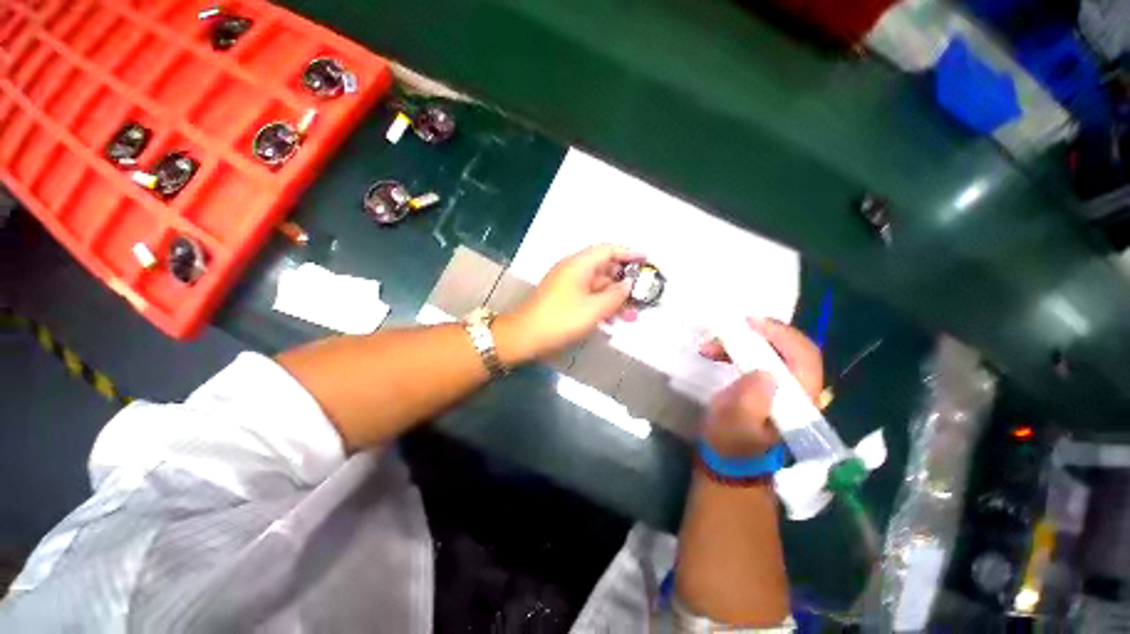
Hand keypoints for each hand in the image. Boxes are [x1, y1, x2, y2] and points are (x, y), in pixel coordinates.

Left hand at [508, 244, 643, 358]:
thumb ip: (615, 295)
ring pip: (598, 286)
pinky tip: (613, 321)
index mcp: (579, 264)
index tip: (647, 260)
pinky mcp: (564, 299)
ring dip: (615, 298)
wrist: (525, 337)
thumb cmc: (561, 319)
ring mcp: (568, 285)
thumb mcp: (593, 309)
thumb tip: (628, 285)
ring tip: (632, 315)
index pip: (608, 250)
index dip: (629, 253)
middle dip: (624, 282)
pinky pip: (588, 297)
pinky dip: (602, 306)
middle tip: (643, 294)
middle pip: (604, 268)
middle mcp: (573, 270)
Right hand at [698, 318, 822, 456]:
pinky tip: (716, 352)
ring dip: (741, 343)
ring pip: (771, 351)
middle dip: (757, 335)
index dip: (781, 334)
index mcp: (799, 401)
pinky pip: (756, 358)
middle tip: (726, 331)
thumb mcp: (737, 428)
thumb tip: (764, 373)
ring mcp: (781, 388)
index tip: (750, 324)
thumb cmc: (731, 447)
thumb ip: (751, 404)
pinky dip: (736, 350)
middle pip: (788, 348)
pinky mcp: (765, 387)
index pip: (804, 357)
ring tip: (712, 345)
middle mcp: (797, 390)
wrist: (728, 462)